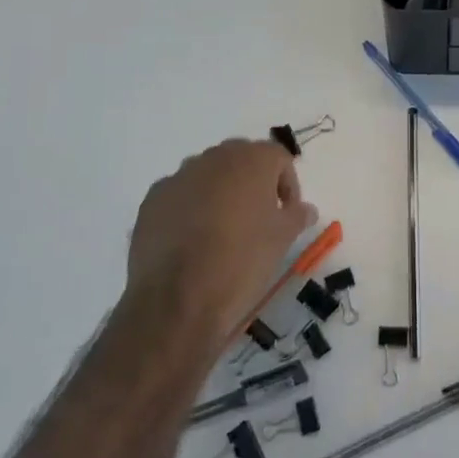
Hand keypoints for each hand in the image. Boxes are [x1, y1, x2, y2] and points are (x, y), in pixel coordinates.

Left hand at [124, 140, 316, 346]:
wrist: (178, 299)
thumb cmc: (242, 261)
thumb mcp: (282, 239)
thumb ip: (297, 216)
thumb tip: (306, 209)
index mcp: (251, 159)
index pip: (279, 158)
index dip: (288, 185)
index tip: (287, 215)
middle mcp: (214, 158)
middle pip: (241, 160)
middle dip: (253, 184)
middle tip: (258, 219)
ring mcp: (179, 176)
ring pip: (208, 176)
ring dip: (220, 194)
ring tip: (222, 232)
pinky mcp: (152, 200)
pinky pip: (180, 195)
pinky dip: (190, 209)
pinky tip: (191, 242)